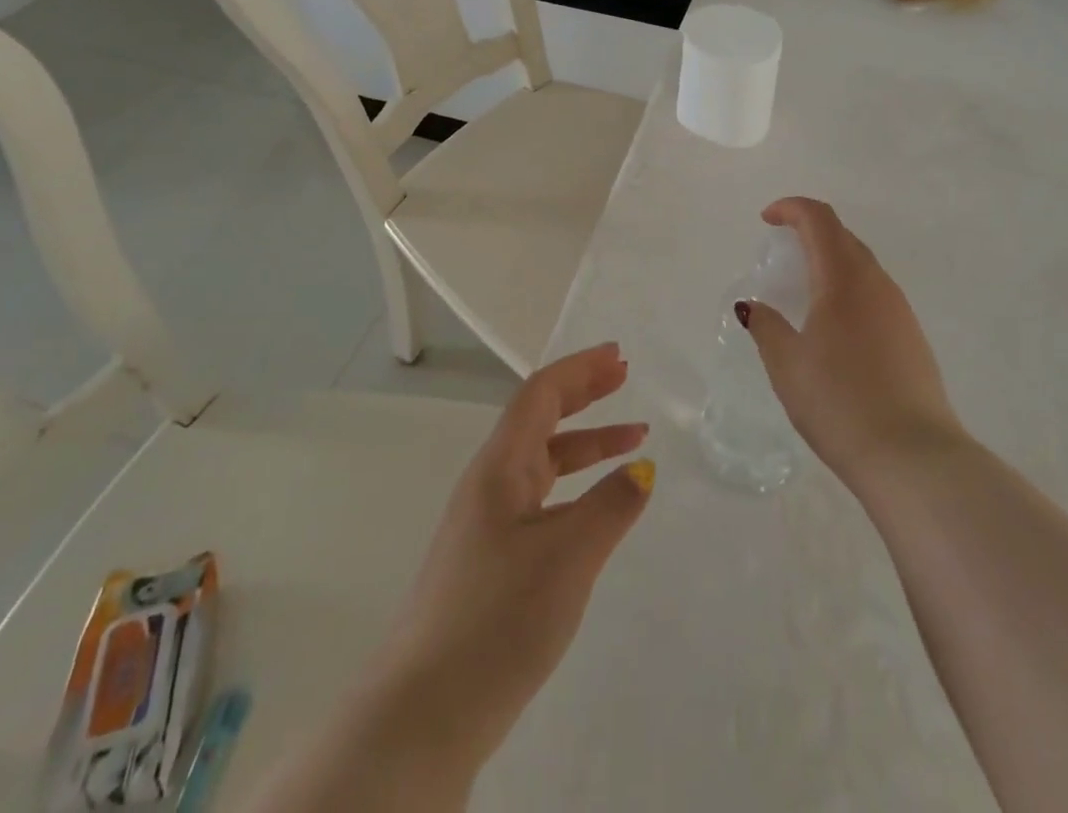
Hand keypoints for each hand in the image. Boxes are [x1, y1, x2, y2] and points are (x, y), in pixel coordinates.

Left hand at [375, 343, 652, 772]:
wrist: (424, 712)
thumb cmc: (498, 617)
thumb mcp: (568, 556)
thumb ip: (611, 506)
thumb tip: (643, 468)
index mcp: (499, 466)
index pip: (540, 394)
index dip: (580, 369)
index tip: (618, 356)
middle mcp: (489, 482)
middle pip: (540, 418)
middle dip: (584, 393)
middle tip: (624, 375)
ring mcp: (487, 522)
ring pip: (542, 460)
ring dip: (587, 443)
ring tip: (634, 438)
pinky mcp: (490, 559)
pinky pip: (540, 498)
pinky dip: (575, 486)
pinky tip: (597, 506)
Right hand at [741, 197, 963, 490]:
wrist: (913, 458)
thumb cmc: (840, 402)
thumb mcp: (787, 364)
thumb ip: (766, 327)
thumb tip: (752, 307)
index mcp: (844, 278)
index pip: (819, 219)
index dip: (791, 208)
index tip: (766, 219)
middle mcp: (877, 284)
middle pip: (842, 237)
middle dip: (810, 231)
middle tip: (781, 250)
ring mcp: (900, 310)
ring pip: (862, 265)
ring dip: (830, 261)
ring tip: (803, 289)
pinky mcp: (912, 337)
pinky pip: (874, 294)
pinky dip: (847, 289)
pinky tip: (833, 325)